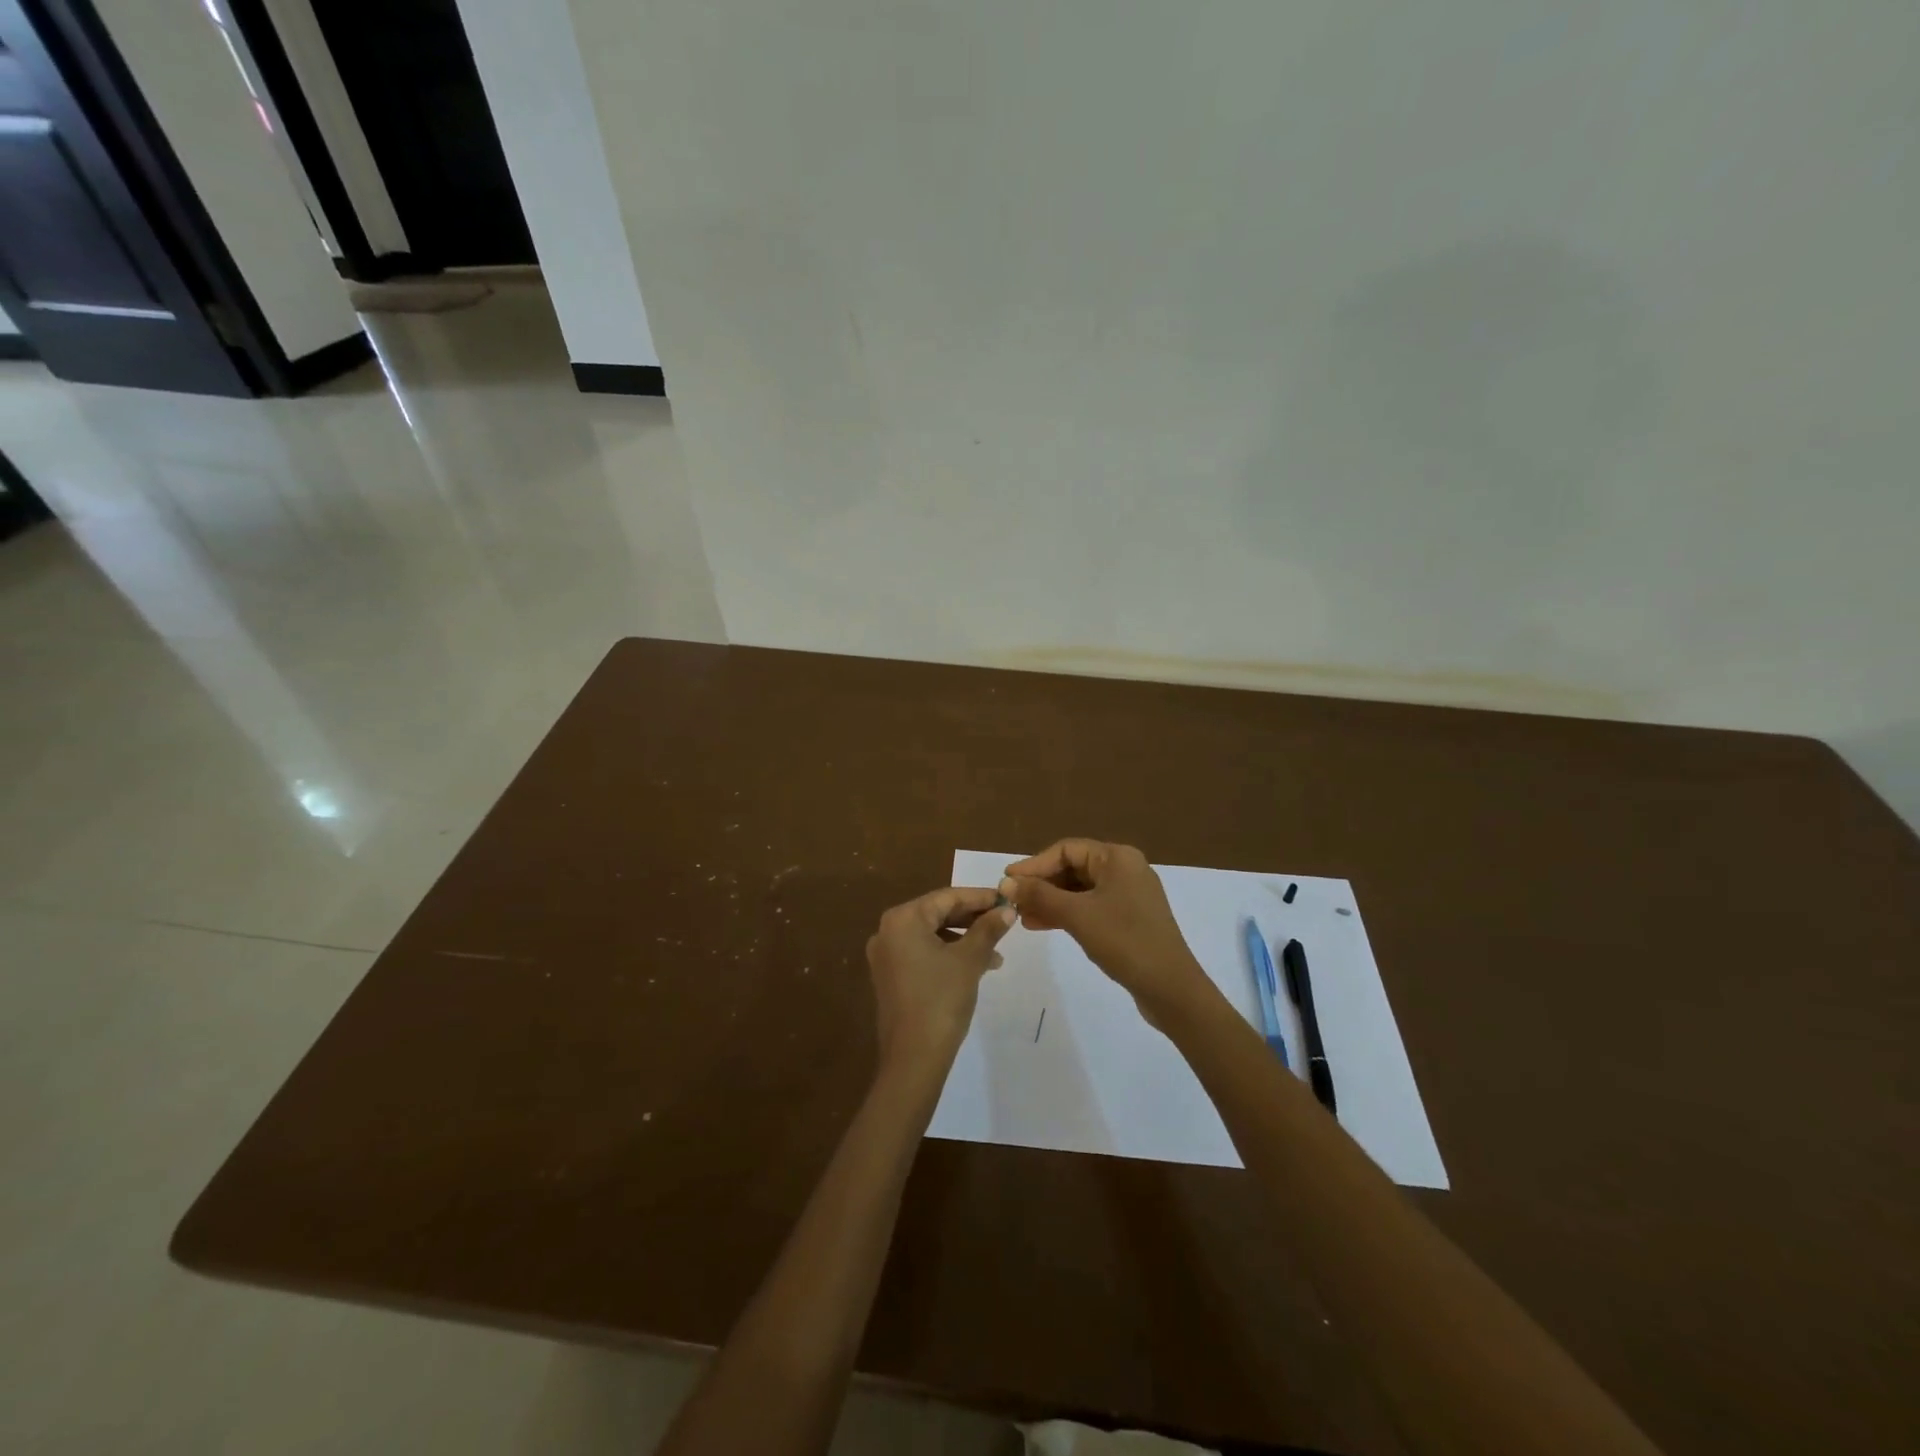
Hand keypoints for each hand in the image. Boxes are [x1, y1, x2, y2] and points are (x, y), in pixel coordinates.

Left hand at [865, 887, 1014, 1077]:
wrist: (913, 1058)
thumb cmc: (941, 1000)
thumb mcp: (969, 960)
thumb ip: (988, 929)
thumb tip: (1007, 910)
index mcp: (903, 919)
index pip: (947, 897)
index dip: (980, 898)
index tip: (1007, 900)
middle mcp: (888, 931)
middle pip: (938, 914)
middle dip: (973, 919)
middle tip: (1004, 923)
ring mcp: (887, 955)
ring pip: (933, 935)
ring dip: (964, 939)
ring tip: (996, 954)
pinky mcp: (891, 976)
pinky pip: (923, 953)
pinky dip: (949, 954)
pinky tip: (976, 967)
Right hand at [1000, 840, 1218, 1028]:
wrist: (1170, 988)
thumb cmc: (1124, 941)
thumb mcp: (1077, 915)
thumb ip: (1039, 895)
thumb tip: (1006, 882)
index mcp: (1117, 858)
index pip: (1066, 849)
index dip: (1034, 864)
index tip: (1007, 881)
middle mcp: (1125, 869)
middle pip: (1073, 867)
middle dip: (1041, 884)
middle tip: (1013, 901)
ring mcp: (1129, 895)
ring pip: (1080, 890)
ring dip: (1050, 900)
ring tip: (1022, 917)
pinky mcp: (1129, 918)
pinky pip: (1090, 906)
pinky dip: (1067, 913)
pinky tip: (1042, 925)